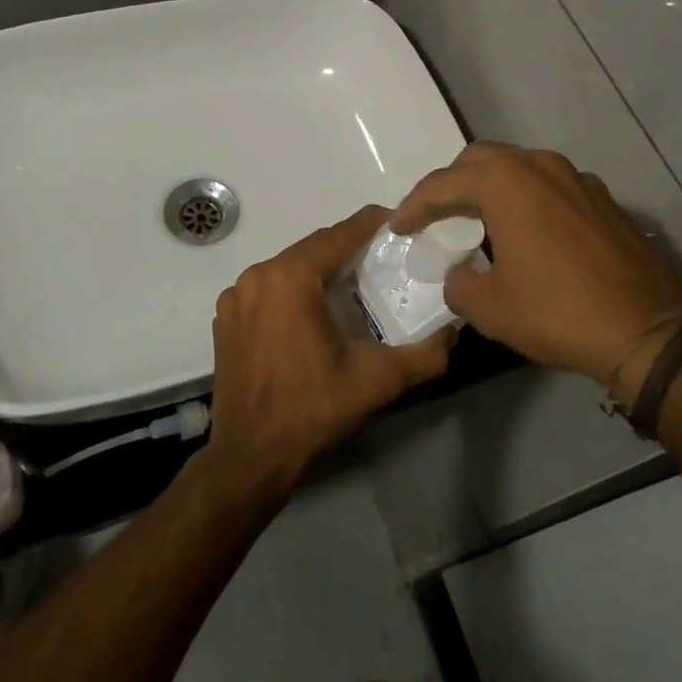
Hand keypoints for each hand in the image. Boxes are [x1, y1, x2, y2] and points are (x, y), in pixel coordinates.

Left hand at [204, 204, 454, 500]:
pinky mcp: (225, 319)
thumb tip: (455, 332)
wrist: (250, 459)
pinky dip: (293, 291)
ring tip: (354, 284)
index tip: (401, 223)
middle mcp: (258, 275)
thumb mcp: (378, 380)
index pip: (340, 234)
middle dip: (349, 248)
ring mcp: (236, 297)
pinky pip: (268, 289)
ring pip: (289, 268)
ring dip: (320, 270)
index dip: (373, 224)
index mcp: (291, 277)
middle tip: (384, 258)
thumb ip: (425, 354)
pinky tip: (313, 313)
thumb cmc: (313, 410)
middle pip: (313, 248)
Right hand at [391, 143, 681, 381]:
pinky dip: (526, 196)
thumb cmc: (559, 313)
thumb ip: (459, 283)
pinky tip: (527, 230)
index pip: (443, 184)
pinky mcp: (601, 196)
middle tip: (435, 216)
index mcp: (505, 183)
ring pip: (518, 166)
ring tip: (478, 219)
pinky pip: (549, 183)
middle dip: (451, 184)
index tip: (397, 226)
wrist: (648, 329)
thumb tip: (460, 273)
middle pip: (480, 159)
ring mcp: (576, 177)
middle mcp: (539, 166)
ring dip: (490, 186)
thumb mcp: (491, 309)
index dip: (414, 206)